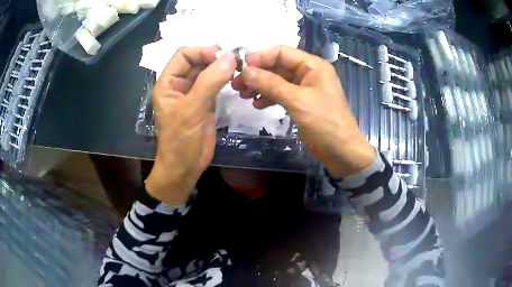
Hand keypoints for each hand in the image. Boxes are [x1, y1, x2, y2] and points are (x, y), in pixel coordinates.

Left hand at [146, 46, 236, 204]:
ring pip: (208, 71)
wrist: (184, 168)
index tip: (222, 56)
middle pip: (197, 60)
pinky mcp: (205, 102)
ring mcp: (193, 93)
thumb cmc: (180, 141)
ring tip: (239, 68)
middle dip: (215, 58)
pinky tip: (235, 79)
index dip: (202, 51)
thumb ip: (210, 82)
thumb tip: (230, 56)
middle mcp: (180, 84)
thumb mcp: (192, 110)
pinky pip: (215, 84)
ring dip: (222, 67)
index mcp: (168, 82)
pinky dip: (225, 79)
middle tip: (236, 61)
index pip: (184, 54)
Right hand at [232, 46, 374, 177]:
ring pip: (278, 80)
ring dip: (260, 86)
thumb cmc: (324, 123)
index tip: (241, 68)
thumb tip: (246, 71)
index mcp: (313, 65)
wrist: (341, 151)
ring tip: (244, 95)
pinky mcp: (302, 102)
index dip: (261, 57)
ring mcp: (305, 88)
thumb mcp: (297, 100)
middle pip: (278, 66)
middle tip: (237, 85)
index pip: (282, 52)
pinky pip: (282, 94)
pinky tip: (258, 105)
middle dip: (257, 74)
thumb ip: (271, 83)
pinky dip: (269, 97)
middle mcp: (309, 73)